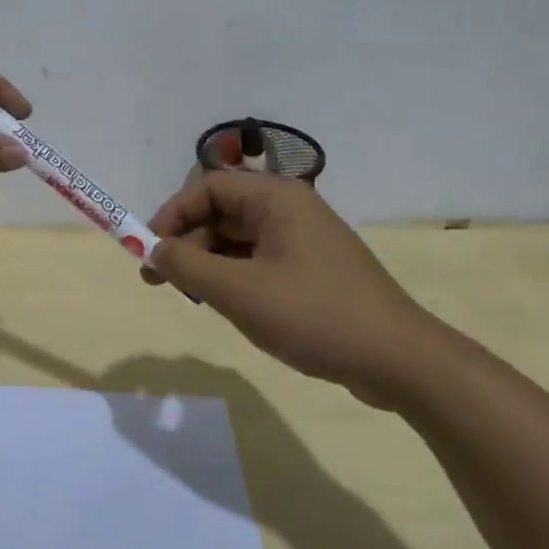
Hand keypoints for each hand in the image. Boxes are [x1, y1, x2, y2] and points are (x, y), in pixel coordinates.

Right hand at [141, 172, 438, 406]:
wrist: (399, 360)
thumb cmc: (314, 315)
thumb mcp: (239, 292)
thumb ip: (187, 267)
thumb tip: (153, 251)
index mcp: (276, 198)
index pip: (208, 187)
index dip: (172, 215)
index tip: (149, 251)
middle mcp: (290, 208)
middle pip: (222, 212)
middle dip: (187, 243)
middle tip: (161, 281)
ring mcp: (304, 239)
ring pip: (239, 239)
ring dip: (209, 263)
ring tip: (194, 298)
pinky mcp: (313, 268)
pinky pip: (259, 260)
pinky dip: (235, 276)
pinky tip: (229, 305)